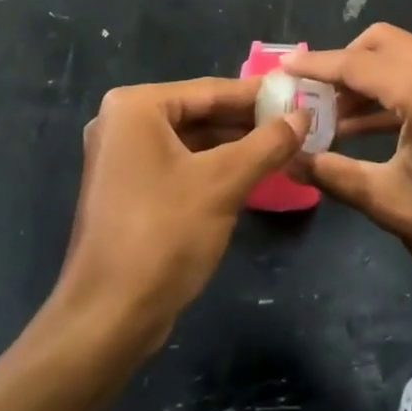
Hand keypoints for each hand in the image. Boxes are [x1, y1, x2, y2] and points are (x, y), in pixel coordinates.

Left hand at [57, 79, 305, 350]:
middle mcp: (123, 123)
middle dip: (247, 121)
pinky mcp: (129, 190)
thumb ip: (267, 143)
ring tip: (284, 145)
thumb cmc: (164, 235)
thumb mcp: (224, 183)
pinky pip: (180, 164)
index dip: (257, 94)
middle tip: (297, 122)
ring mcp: (122, 158)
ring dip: (235, 146)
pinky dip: (214, 167)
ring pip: (192, 141)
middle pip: (199, 113)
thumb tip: (303, 115)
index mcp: (135, 107)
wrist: (108, 320)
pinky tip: (252, 173)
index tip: (298, 93)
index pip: (209, 90)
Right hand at [286, 25, 411, 316]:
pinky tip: (366, 126)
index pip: (355, 64)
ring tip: (331, 115)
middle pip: (379, 43)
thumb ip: (333, 174)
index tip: (282, 70)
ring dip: (366, 77)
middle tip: (311, 96)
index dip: (315, 67)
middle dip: (342, 64)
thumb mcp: (391, 204)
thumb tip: (289, 158)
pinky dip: (391, 89)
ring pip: (401, 55)